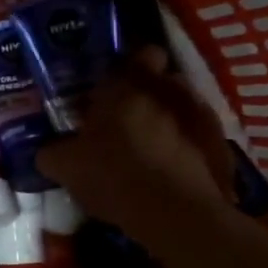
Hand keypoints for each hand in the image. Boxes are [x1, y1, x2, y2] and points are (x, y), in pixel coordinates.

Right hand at [37, 47, 238, 266]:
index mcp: (128, 85)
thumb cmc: (114, 175)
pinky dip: (191, 148)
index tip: (120, 83)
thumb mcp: (66, 167)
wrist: (177, 215)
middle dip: (150, 95)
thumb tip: (45, 152)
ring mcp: (200, 115)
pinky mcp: (222, 145)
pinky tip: (177, 172)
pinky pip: (202, 137)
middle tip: (131, 119)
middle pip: (163, 79)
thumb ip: (52, 152)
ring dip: (172, 119)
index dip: (135, 63)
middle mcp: (167, 89)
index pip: (142, 52)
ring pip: (184, 106)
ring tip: (157, 148)